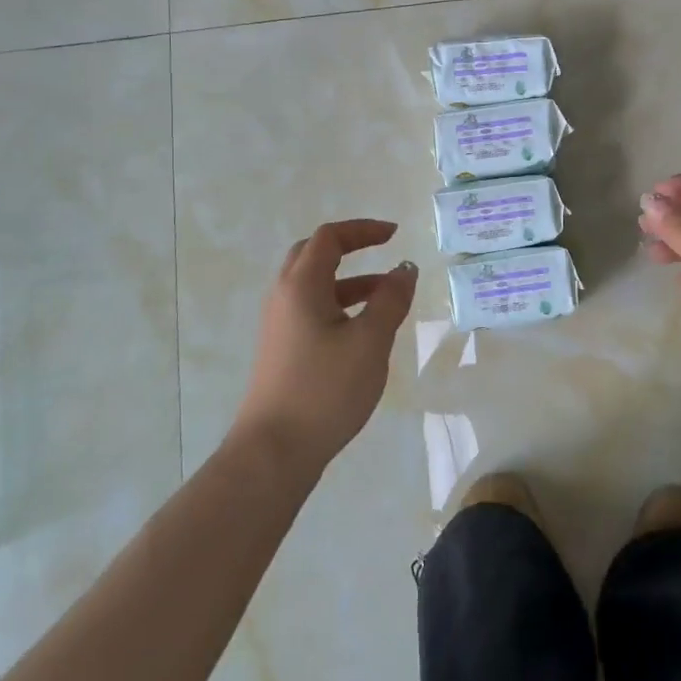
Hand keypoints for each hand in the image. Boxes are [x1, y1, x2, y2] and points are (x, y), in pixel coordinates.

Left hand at [235, 219, 418, 476]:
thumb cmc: (325, 389)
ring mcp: (279, 324)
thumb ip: (390, 300)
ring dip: (350, 280)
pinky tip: (364, 330)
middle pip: (314, 255)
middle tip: (383, 250)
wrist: (275, 450)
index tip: (394, 234)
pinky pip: (312, 310)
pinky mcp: (282, 349)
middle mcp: (284, 296)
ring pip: (314, 286)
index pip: (329, 238)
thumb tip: (405, 269)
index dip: (362, 230)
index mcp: (301, 285)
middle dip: (350, 248)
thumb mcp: (370, 341)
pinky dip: (340, 305)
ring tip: (387, 295)